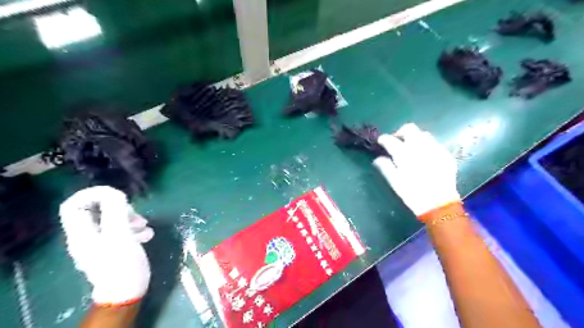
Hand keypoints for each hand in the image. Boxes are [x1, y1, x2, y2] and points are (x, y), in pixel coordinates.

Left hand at [60, 187, 152, 307]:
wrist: (127, 291)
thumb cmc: (121, 263)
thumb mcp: (119, 234)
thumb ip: (115, 211)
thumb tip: (114, 192)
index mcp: (82, 232)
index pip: (73, 205)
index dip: (91, 194)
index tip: (115, 194)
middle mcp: (88, 236)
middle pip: (98, 211)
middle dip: (120, 208)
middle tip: (135, 216)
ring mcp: (102, 243)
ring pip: (113, 220)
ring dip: (131, 219)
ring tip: (144, 227)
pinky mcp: (115, 248)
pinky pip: (123, 231)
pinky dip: (135, 230)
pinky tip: (146, 236)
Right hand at [374, 121, 460, 214]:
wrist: (440, 205)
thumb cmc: (413, 194)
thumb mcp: (395, 182)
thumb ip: (385, 167)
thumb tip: (378, 158)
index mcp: (405, 155)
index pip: (390, 140)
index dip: (384, 139)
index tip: (381, 142)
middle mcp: (420, 147)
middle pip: (409, 129)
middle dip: (401, 132)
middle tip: (397, 142)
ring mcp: (434, 149)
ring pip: (423, 134)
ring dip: (414, 138)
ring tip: (411, 148)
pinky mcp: (445, 154)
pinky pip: (434, 143)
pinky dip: (426, 145)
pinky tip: (425, 156)